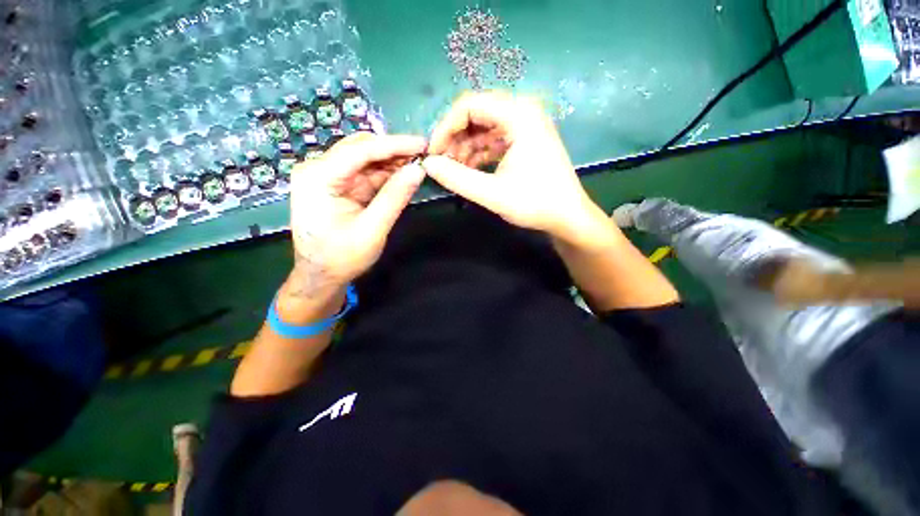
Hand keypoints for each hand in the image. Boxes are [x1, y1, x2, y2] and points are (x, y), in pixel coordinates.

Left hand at [286, 132, 426, 297]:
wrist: (320, 276)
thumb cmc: (342, 257)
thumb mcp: (372, 229)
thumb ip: (395, 198)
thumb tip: (418, 170)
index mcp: (318, 177)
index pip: (360, 150)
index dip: (394, 145)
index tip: (423, 143)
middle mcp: (318, 169)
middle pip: (360, 148)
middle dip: (393, 151)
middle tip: (423, 155)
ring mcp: (326, 176)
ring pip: (364, 158)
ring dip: (391, 162)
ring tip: (417, 164)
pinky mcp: (336, 185)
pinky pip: (364, 173)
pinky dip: (384, 174)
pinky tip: (402, 175)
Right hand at [422, 91, 606, 242]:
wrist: (568, 217)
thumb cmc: (535, 204)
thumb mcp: (492, 193)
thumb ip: (457, 178)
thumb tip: (427, 164)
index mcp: (519, 115)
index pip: (469, 105)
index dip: (445, 127)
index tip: (433, 153)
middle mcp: (523, 112)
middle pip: (476, 114)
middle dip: (454, 138)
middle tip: (441, 163)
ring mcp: (525, 126)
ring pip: (483, 128)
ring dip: (465, 147)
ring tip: (453, 170)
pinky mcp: (525, 141)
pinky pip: (494, 140)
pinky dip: (478, 153)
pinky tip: (469, 170)